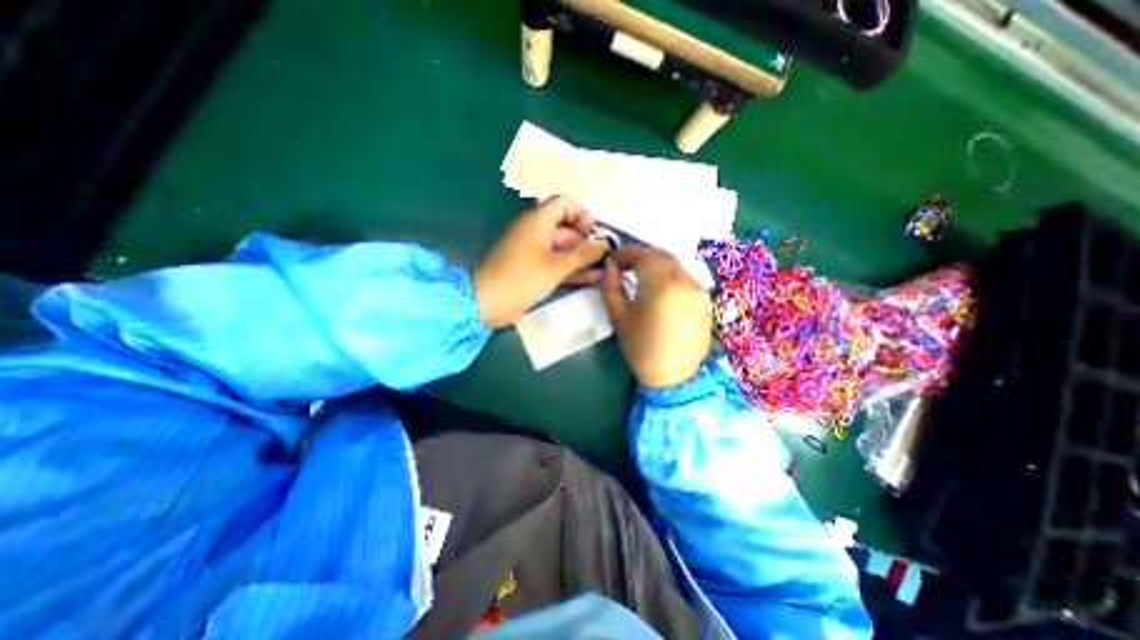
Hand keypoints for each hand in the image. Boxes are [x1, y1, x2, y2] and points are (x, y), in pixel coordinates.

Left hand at [476, 194, 609, 328]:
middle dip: (587, 242)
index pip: (563, 203)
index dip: (581, 214)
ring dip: (582, 259)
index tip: (594, 233)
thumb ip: (582, 254)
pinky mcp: (534, 270)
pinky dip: (572, 269)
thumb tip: (603, 245)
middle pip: (567, 229)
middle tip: (605, 259)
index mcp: (537, 221)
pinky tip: (592, 279)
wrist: (487, 303)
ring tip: (604, 270)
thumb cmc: (521, 279)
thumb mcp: (556, 266)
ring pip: (564, 249)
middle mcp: (536, 232)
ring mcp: (535, 252)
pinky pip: (557, 264)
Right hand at [600, 244, 710, 388]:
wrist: (673, 376)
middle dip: (642, 256)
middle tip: (626, 266)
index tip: (615, 259)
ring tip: (641, 277)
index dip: (627, 252)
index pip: (644, 255)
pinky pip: (685, 279)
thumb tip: (609, 265)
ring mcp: (699, 291)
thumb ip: (611, 286)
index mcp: (662, 285)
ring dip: (657, 265)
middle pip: (662, 256)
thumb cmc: (641, 347)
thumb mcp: (619, 316)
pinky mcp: (705, 301)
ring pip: (675, 266)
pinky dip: (670, 276)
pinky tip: (660, 290)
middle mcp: (685, 282)